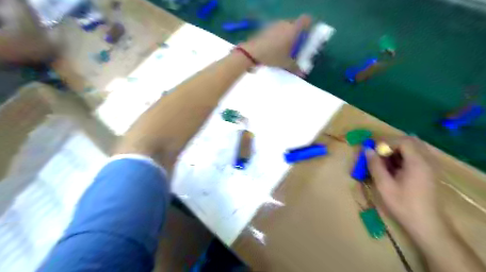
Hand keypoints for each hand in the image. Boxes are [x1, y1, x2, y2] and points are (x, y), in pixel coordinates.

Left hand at [238, 14, 311, 73]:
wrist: (252, 53)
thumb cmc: (272, 57)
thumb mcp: (285, 64)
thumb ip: (295, 67)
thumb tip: (302, 73)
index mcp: (293, 30)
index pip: (306, 20)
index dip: (308, 26)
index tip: (307, 36)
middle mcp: (285, 24)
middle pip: (295, 24)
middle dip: (296, 34)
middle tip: (295, 46)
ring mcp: (274, 25)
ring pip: (284, 27)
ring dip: (286, 35)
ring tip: (283, 48)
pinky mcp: (265, 28)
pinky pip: (275, 30)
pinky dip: (277, 36)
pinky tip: (273, 48)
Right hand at [367, 138, 443, 235]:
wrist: (427, 225)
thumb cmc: (404, 205)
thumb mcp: (384, 185)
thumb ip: (375, 165)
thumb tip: (367, 150)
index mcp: (418, 163)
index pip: (403, 141)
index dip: (386, 142)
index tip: (373, 150)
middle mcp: (427, 161)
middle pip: (410, 141)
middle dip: (391, 144)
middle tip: (377, 153)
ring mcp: (430, 166)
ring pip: (413, 148)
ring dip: (397, 150)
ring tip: (383, 160)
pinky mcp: (429, 172)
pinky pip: (416, 156)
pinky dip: (403, 156)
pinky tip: (393, 168)